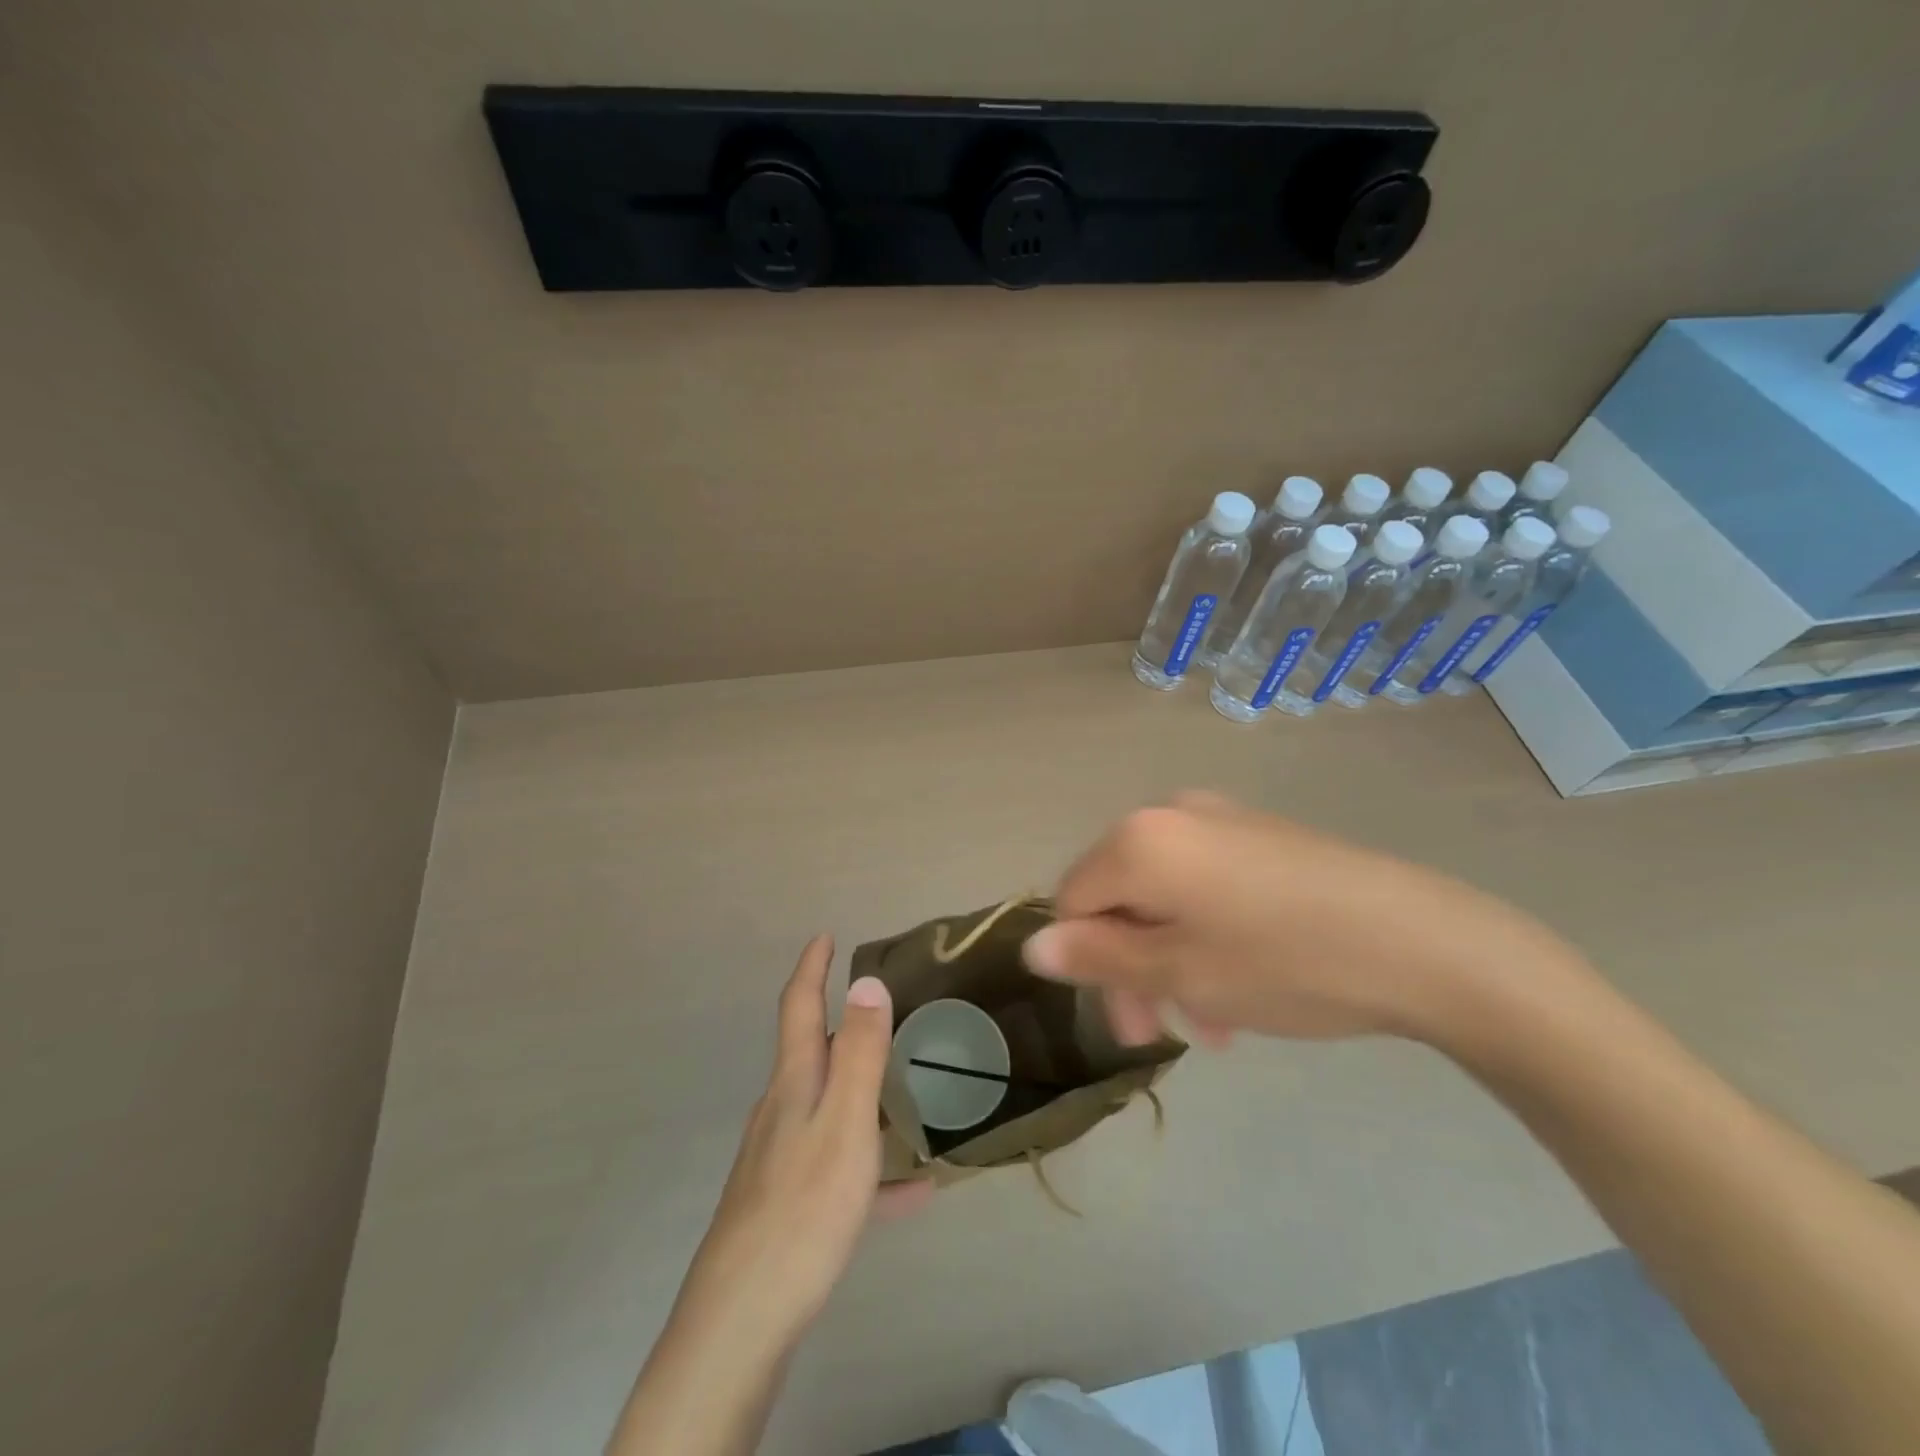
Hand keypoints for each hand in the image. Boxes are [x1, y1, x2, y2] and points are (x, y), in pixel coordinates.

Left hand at [675, 936, 931, 1347]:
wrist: (742, 1319)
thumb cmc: (803, 1207)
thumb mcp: (845, 1123)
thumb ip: (861, 1053)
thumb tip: (868, 981)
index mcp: (795, 1083)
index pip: (799, 1007)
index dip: (812, 968)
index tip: (825, 937)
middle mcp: (781, 1110)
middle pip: (811, 1053)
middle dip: (839, 1025)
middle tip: (879, 1013)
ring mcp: (780, 1157)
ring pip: (826, 1108)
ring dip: (860, 1093)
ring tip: (902, 1095)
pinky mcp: (787, 1203)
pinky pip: (839, 1169)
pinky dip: (871, 1168)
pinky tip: (911, 1193)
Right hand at [1022, 792, 1571, 1047]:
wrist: (1423, 942)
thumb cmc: (1283, 962)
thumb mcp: (1179, 970)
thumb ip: (1098, 956)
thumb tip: (1034, 946)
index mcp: (1140, 840)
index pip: (1072, 899)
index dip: (1085, 962)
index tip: (1128, 1021)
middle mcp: (1172, 815)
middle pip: (1120, 897)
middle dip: (1133, 967)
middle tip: (1163, 1030)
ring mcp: (1222, 821)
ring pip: (1166, 897)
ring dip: (1174, 959)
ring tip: (1216, 1020)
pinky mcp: (1264, 836)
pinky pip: (1208, 885)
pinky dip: (1208, 934)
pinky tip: (1245, 984)